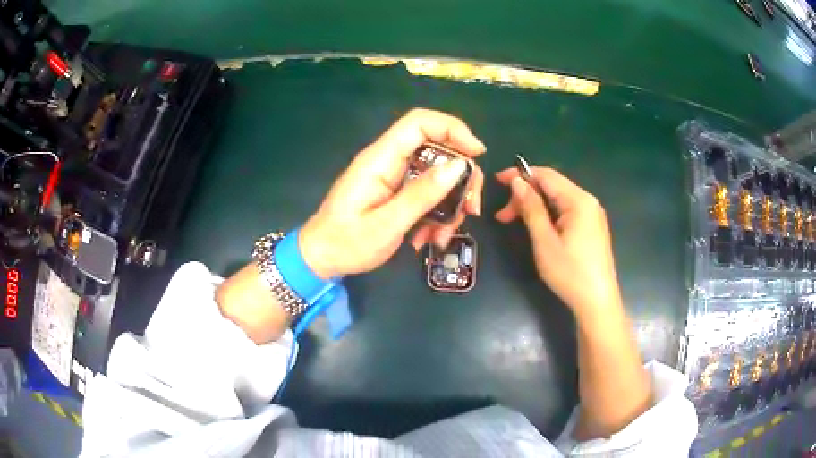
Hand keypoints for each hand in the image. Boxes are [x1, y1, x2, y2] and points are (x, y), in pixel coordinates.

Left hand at [300, 108, 485, 278]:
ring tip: (442, 237)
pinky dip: (435, 216)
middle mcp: (389, 162)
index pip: (419, 123)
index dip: (452, 128)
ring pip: (436, 176)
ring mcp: (393, 178)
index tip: (477, 153)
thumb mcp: (387, 224)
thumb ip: (422, 194)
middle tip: (470, 209)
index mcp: (380, 159)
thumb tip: (458, 166)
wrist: (321, 259)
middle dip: (460, 178)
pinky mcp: (395, 193)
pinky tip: (428, 240)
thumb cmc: (346, 243)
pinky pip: (426, 195)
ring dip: (449, 205)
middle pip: (436, 149)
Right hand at [495, 167, 621, 315]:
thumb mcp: (545, 241)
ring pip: (557, 199)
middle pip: (552, 186)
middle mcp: (587, 201)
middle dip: (525, 194)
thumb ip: (531, 208)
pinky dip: (547, 214)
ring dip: (534, 205)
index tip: (497, 181)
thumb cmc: (570, 273)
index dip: (520, 175)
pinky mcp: (591, 227)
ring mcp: (592, 214)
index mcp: (578, 200)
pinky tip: (536, 226)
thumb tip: (517, 182)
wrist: (597, 301)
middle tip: (503, 216)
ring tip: (513, 221)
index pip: (546, 175)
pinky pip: (565, 210)